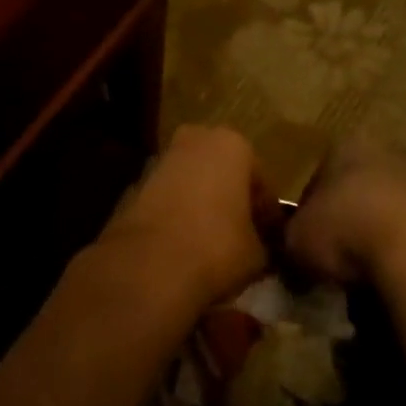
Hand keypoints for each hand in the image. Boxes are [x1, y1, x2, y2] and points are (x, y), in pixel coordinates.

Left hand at [106, 125, 271, 305]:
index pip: (261, 181)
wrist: (148, 266)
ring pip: (193, 182)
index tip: (270, 242)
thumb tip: (262, 248)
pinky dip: (176, 215)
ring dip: (202, 205)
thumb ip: (264, 243)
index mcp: (233, 145)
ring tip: (210, 245)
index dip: (267, 215)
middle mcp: (196, 139)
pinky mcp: (135, 183)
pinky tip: (181, 246)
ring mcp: (161, 159)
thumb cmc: (216, 247)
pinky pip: (167, 198)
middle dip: (232, 200)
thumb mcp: (258, 254)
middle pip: (223, 173)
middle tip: (241, 237)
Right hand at [286, 133, 405, 284]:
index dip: (308, 214)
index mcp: (344, 147)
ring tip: (362, 281)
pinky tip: (392, 284)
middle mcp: (384, 155)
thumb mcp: (295, 241)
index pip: (317, 178)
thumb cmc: (343, 228)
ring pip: (385, 217)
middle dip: (345, 226)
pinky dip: (401, 259)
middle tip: (333, 263)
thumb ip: (290, 243)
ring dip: (375, 243)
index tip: (304, 245)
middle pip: (355, 194)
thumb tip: (291, 254)